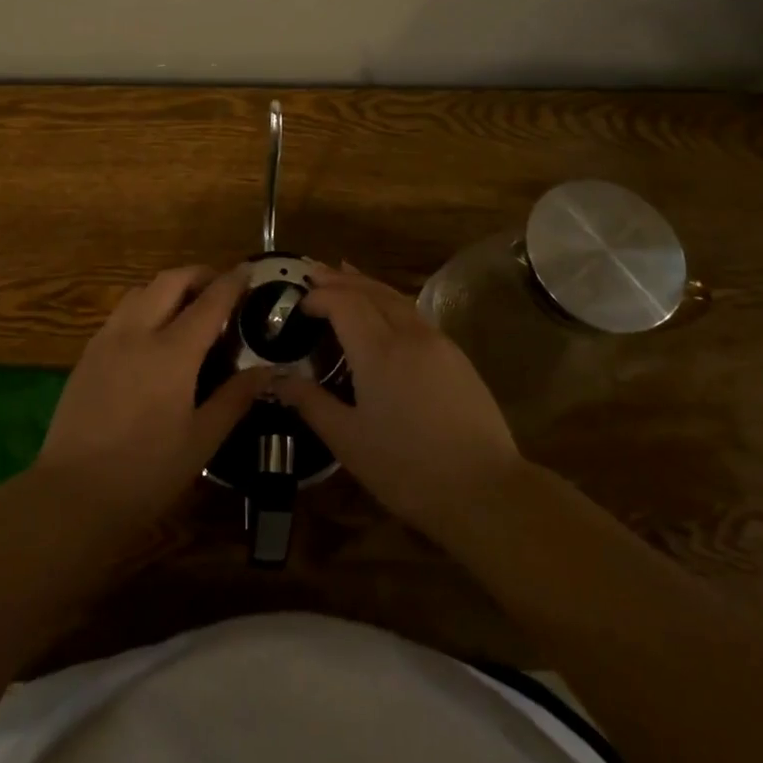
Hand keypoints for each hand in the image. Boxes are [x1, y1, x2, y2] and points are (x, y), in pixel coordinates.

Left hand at [35, 265, 269, 534]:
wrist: (73, 495)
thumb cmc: (146, 472)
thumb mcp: (201, 440)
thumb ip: (235, 398)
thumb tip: (269, 371)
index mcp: (173, 352)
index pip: (210, 301)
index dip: (232, 282)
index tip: (248, 271)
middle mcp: (138, 332)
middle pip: (170, 280)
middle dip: (199, 275)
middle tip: (220, 288)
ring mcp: (107, 339)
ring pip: (141, 290)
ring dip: (168, 287)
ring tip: (186, 307)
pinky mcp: (87, 354)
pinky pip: (120, 312)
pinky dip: (144, 306)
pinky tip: (152, 334)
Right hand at [274, 266, 524, 542]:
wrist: (486, 490)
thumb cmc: (408, 469)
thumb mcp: (349, 441)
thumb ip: (311, 404)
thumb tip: (277, 380)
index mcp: (378, 350)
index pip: (344, 302)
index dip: (319, 296)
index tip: (298, 302)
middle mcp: (408, 334)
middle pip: (371, 291)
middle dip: (340, 280)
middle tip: (314, 273)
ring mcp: (437, 342)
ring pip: (397, 298)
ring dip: (367, 284)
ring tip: (346, 274)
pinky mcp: (456, 356)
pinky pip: (415, 313)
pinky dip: (391, 300)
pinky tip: (386, 310)